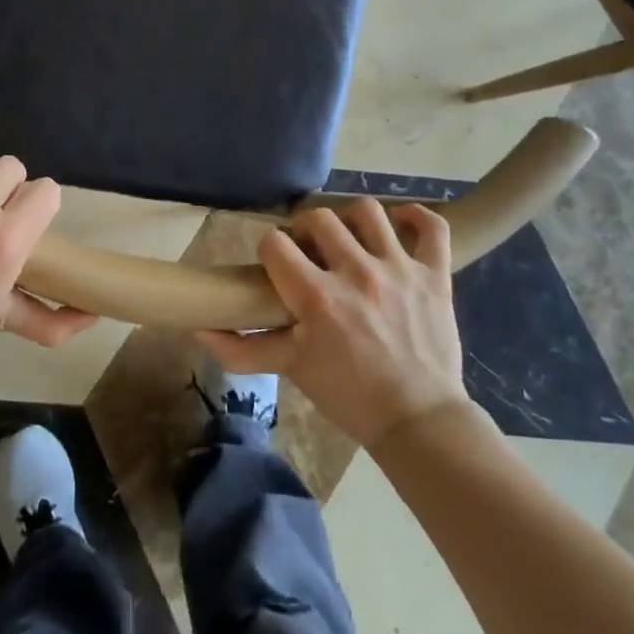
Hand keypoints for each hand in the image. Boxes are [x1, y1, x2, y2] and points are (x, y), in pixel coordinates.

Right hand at [197, 199, 469, 446]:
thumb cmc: (349, 396)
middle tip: (309, 251)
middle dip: (305, 229)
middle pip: (319, 218)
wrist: (418, 421)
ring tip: (349, 238)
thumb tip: (198, 330)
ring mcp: (399, 270)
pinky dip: (415, 217)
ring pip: (369, 212)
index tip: (275, 264)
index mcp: (317, 297)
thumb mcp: (291, 369)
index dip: (269, 248)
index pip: (275, 243)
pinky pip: (431, 227)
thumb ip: (242, 349)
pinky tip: (399, 224)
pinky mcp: (435, 276)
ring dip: (351, 219)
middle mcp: (357, 273)